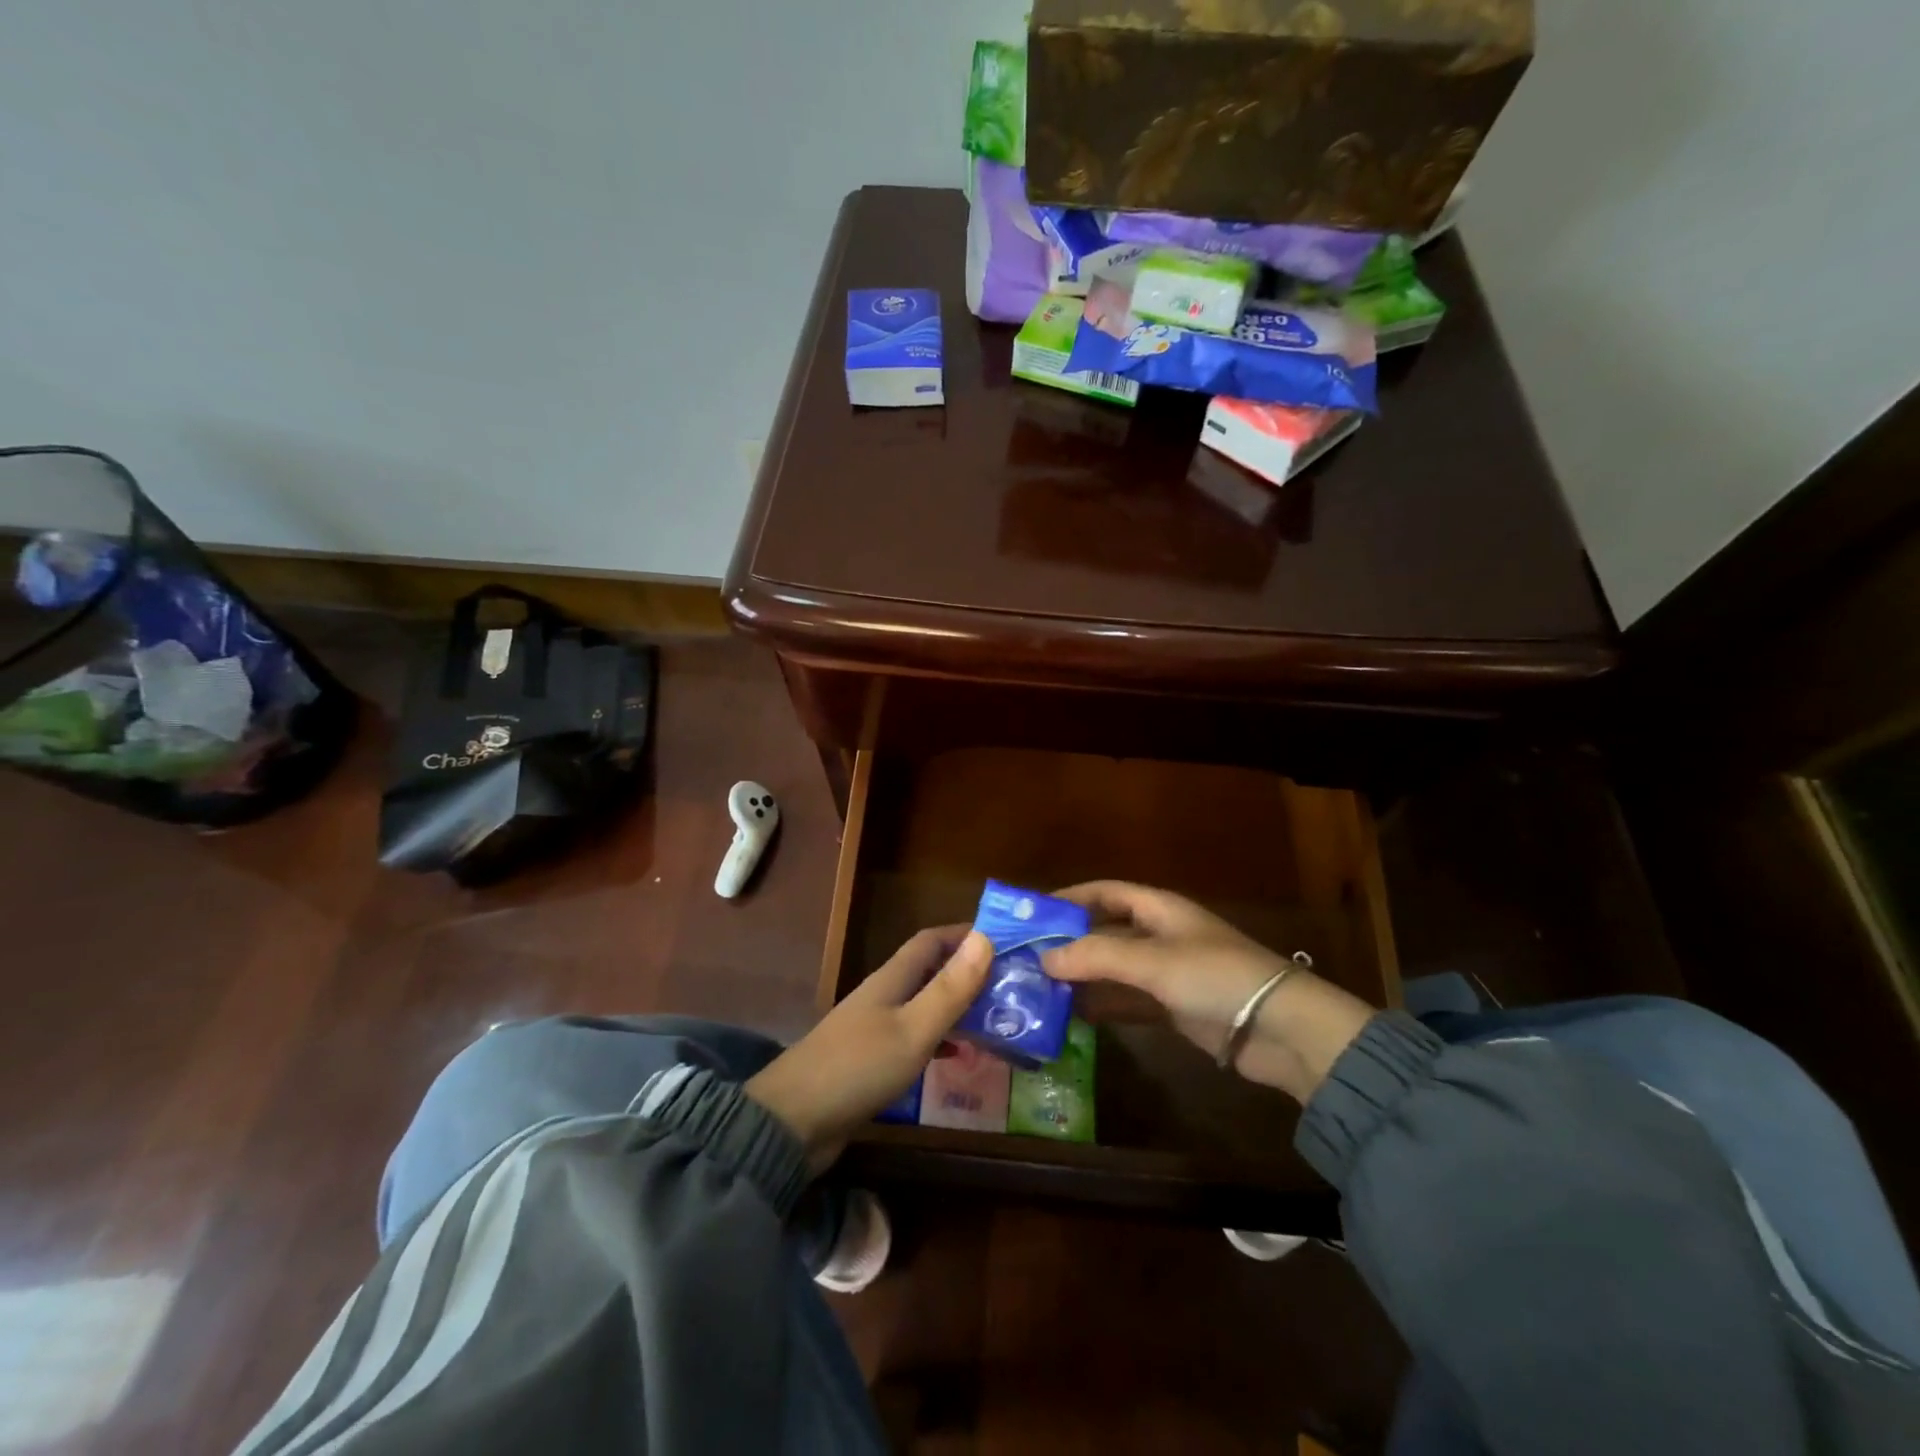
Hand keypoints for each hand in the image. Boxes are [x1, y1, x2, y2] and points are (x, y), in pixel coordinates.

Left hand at [746, 927, 991, 1169]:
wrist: (793, 1122)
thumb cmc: (858, 1067)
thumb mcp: (913, 1029)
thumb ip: (949, 989)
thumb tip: (985, 938)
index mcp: (892, 979)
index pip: (932, 940)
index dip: (965, 934)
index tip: (1006, 940)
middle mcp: (884, 996)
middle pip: (931, 971)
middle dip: (969, 972)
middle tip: (1012, 985)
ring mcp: (875, 1028)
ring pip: (925, 1005)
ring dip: (958, 1007)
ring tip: (998, 1019)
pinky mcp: (871, 1061)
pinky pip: (915, 1038)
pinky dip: (941, 1040)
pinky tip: (959, 1057)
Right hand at [1041, 882, 1374, 1103]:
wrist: (1281, 1030)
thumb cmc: (1216, 977)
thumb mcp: (1153, 961)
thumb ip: (1096, 957)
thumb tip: (1043, 957)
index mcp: (1159, 908)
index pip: (1104, 892)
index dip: (1069, 898)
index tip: (1031, 913)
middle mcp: (1160, 934)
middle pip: (1105, 930)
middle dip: (1069, 941)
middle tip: (1026, 956)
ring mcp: (1167, 972)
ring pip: (1113, 967)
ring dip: (1082, 975)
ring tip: (1039, 988)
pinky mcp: (1174, 1006)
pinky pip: (1128, 999)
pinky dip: (1103, 1004)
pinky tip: (1073, 1015)